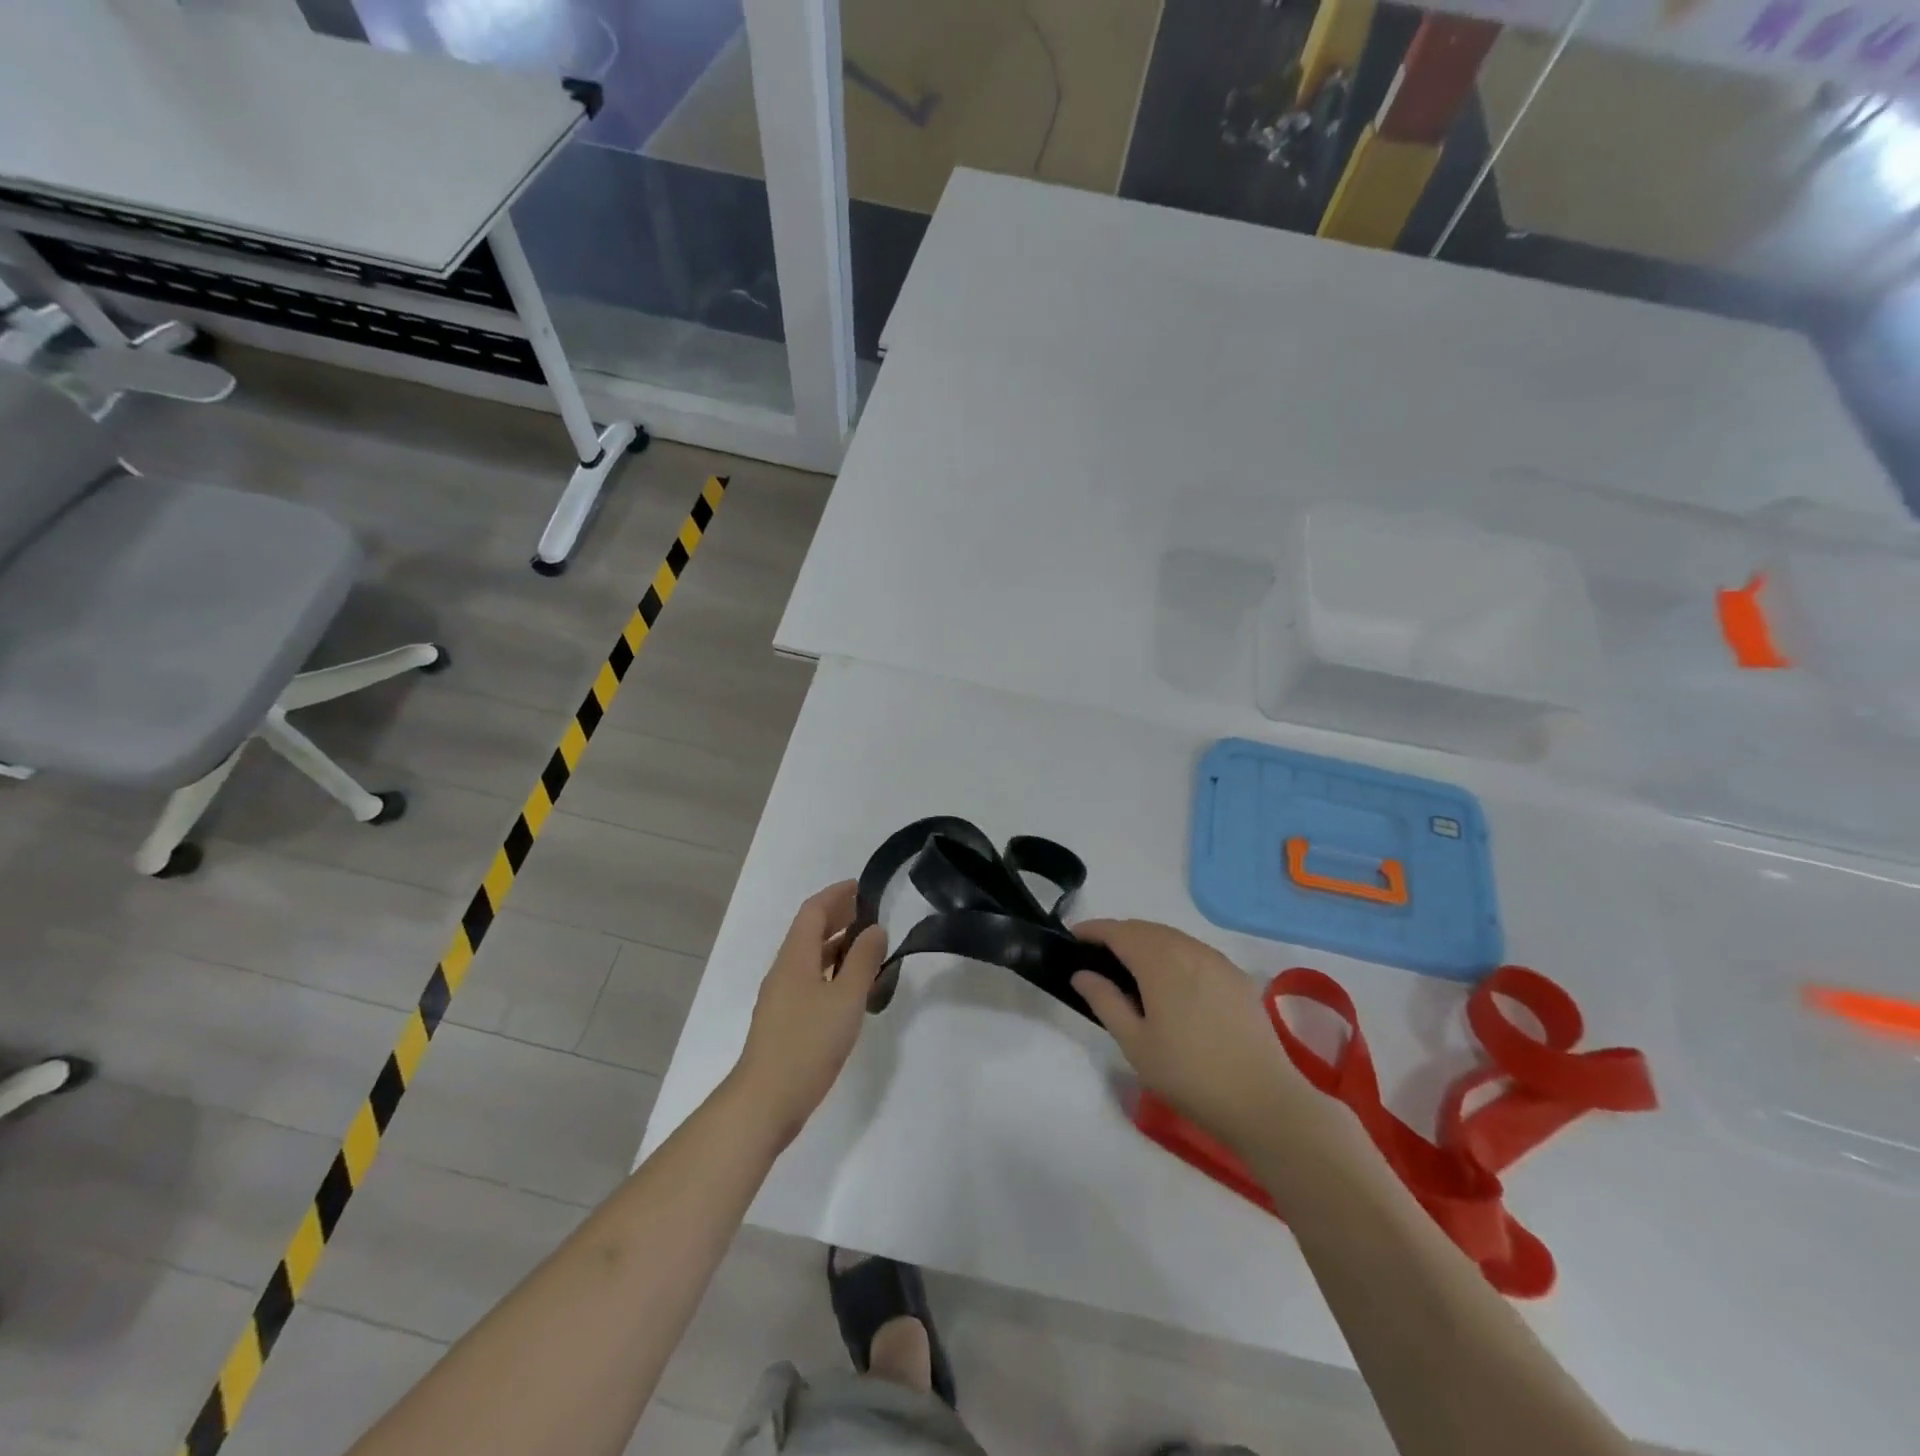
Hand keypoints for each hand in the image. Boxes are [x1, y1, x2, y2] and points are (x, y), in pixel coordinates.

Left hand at [731, 881, 886, 1145]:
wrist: (765, 1102)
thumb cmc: (807, 1044)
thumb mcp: (845, 999)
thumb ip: (863, 961)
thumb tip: (875, 928)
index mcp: (795, 958)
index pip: (813, 911)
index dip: (836, 895)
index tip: (862, 887)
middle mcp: (784, 972)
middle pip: (809, 932)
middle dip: (837, 917)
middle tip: (870, 913)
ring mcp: (782, 999)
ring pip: (810, 959)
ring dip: (837, 946)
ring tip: (868, 947)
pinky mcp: (785, 1022)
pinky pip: (810, 982)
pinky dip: (832, 972)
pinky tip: (851, 989)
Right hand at [1073, 920, 1305, 1150]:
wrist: (1263, 1100)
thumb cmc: (1189, 1074)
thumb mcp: (1136, 1044)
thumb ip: (1105, 1001)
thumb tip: (1082, 973)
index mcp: (1160, 962)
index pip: (1119, 932)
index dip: (1093, 930)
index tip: (1073, 937)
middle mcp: (1189, 950)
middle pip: (1145, 928)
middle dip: (1118, 934)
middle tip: (1097, 954)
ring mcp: (1217, 961)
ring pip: (1172, 936)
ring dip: (1145, 941)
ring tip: (1129, 965)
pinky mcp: (1236, 976)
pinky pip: (1194, 950)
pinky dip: (1172, 952)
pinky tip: (1169, 979)